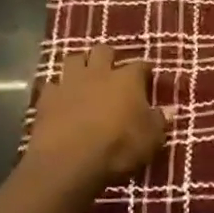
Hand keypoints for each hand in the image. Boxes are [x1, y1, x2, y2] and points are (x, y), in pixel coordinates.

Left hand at [26, 46, 167, 184]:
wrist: (69, 161)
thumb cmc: (118, 148)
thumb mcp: (151, 139)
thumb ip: (158, 121)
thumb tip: (167, 110)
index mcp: (127, 80)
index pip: (140, 66)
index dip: (145, 71)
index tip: (148, 78)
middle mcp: (98, 73)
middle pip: (103, 51)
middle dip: (108, 57)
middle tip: (112, 72)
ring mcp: (69, 83)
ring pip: (73, 59)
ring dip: (80, 66)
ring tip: (85, 78)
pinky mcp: (46, 98)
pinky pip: (52, 85)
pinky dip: (58, 90)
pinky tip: (61, 99)